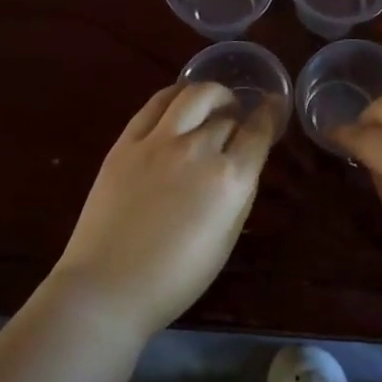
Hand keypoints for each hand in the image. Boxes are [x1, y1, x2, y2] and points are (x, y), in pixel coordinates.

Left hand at [50, 83, 278, 339]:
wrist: (109, 286)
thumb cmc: (176, 278)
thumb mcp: (226, 240)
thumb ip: (239, 195)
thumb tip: (242, 165)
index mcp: (230, 180)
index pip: (258, 131)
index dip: (269, 114)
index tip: (272, 105)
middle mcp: (199, 150)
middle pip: (227, 115)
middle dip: (238, 115)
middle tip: (236, 121)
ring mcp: (159, 141)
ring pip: (194, 95)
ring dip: (211, 95)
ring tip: (211, 104)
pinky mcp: (127, 142)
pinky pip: (156, 103)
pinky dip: (175, 96)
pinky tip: (179, 104)